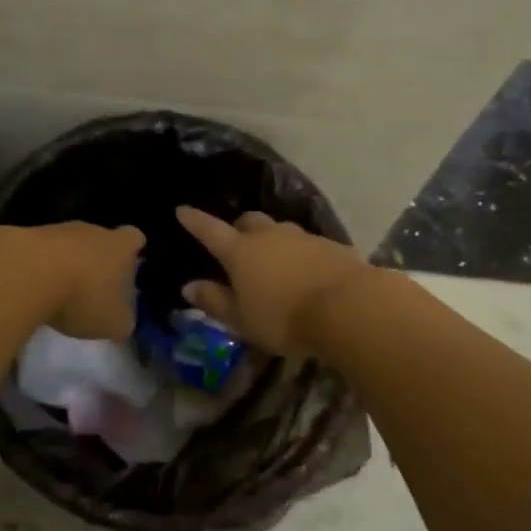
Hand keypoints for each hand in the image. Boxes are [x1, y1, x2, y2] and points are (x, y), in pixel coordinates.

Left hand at [10, 222, 144, 340]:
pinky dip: (41, 268)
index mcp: (119, 246)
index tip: (128, 265)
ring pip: (69, 244)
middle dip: (98, 260)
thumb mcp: (112, 322)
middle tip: (94, 287)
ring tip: (61, 292)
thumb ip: (122, 321)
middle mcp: (92, 230)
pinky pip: (42, 252)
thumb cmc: (83, 296)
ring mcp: (58, 230)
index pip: (134, 237)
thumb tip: (122, 320)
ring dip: (67, 263)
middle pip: (100, 239)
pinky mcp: (27, 237)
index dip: (133, 249)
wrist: (27, 274)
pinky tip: (35, 289)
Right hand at [175, 206, 374, 355]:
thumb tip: (188, 286)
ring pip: (279, 230)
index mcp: (240, 251)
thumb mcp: (242, 319)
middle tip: (237, 244)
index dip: (194, 220)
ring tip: (274, 261)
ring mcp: (301, 236)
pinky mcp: (329, 245)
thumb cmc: (285, 318)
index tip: (182, 210)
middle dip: (239, 229)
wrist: (348, 307)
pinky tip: (305, 271)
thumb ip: (215, 301)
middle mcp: (268, 235)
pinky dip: (299, 253)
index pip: (209, 230)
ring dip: (272, 240)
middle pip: (248, 221)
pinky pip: (306, 243)